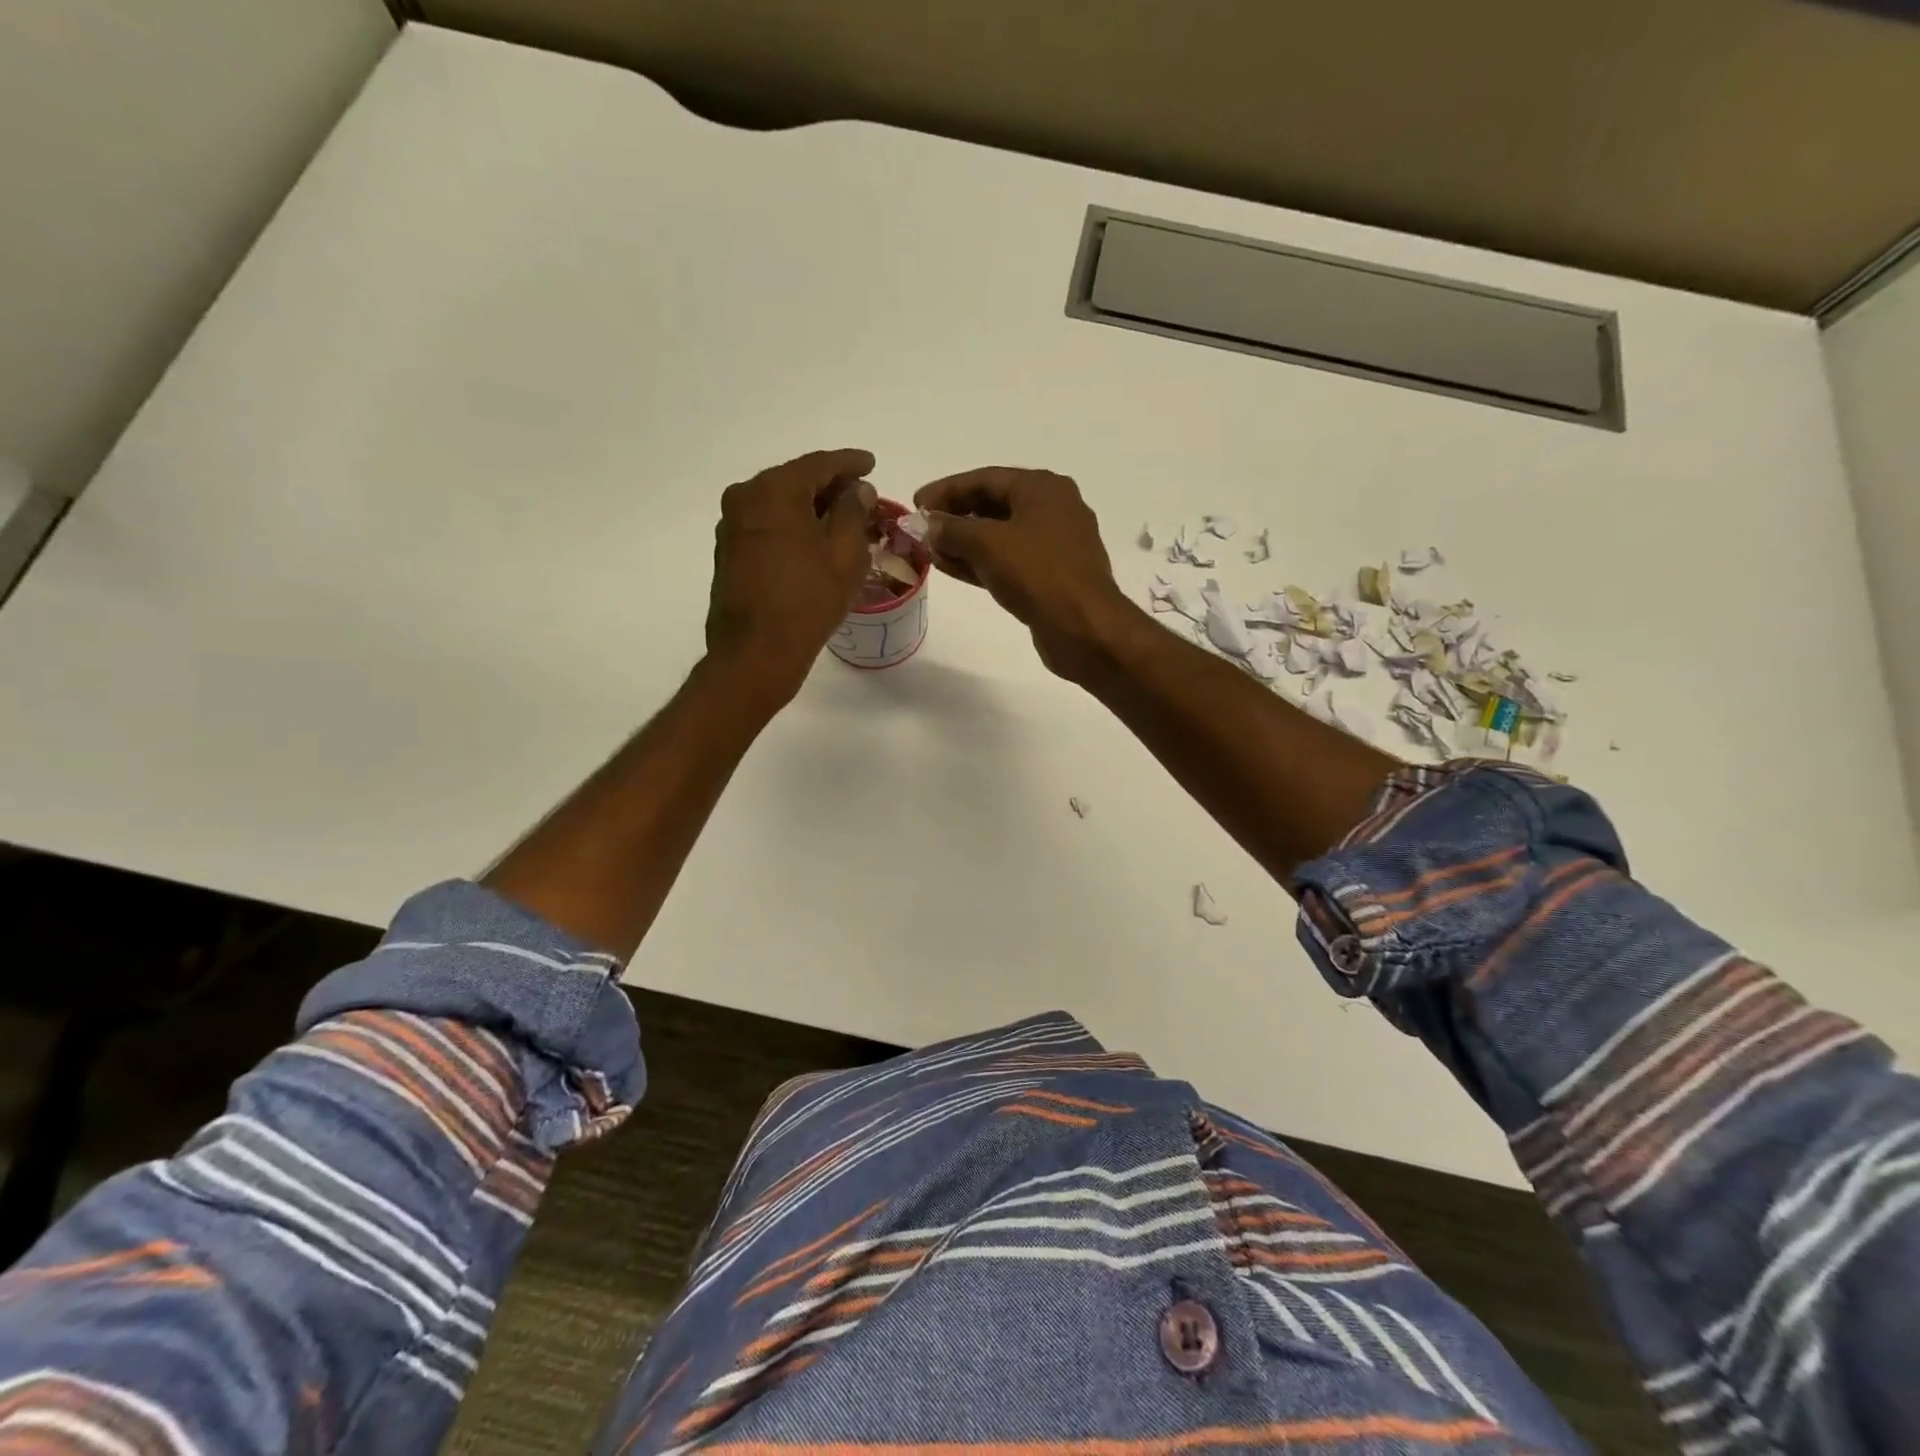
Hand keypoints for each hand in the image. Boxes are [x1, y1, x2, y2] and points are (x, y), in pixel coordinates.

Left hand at [707, 448, 876, 706]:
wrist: (756, 652)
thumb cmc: (808, 600)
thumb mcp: (845, 554)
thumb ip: (853, 512)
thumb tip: (857, 490)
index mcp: (774, 490)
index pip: (820, 464)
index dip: (850, 463)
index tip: (871, 463)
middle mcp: (745, 497)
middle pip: (796, 481)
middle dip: (830, 487)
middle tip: (861, 497)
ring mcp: (732, 526)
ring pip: (780, 504)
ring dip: (810, 509)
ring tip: (841, 522)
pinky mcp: (729, 553)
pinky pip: (767, 526)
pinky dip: (792, 527)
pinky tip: (813, 543)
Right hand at [913, 467, 1136, 682]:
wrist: (1083, 627)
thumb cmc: (1037, 573)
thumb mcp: (987, 544)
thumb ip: (952, 529)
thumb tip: (930, 524)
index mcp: (1043, 488)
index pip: (985, 478)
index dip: (947, 489)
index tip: (916, 502)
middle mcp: (1053, 509)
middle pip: (994, 504)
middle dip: (955, 517)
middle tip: (922, 528)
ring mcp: (1054, 545)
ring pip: (1000, 536)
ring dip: (965, 543)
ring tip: (931, 551)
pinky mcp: (1051, 576)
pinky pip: (1009, 561)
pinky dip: (981, 563)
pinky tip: (952, 569)